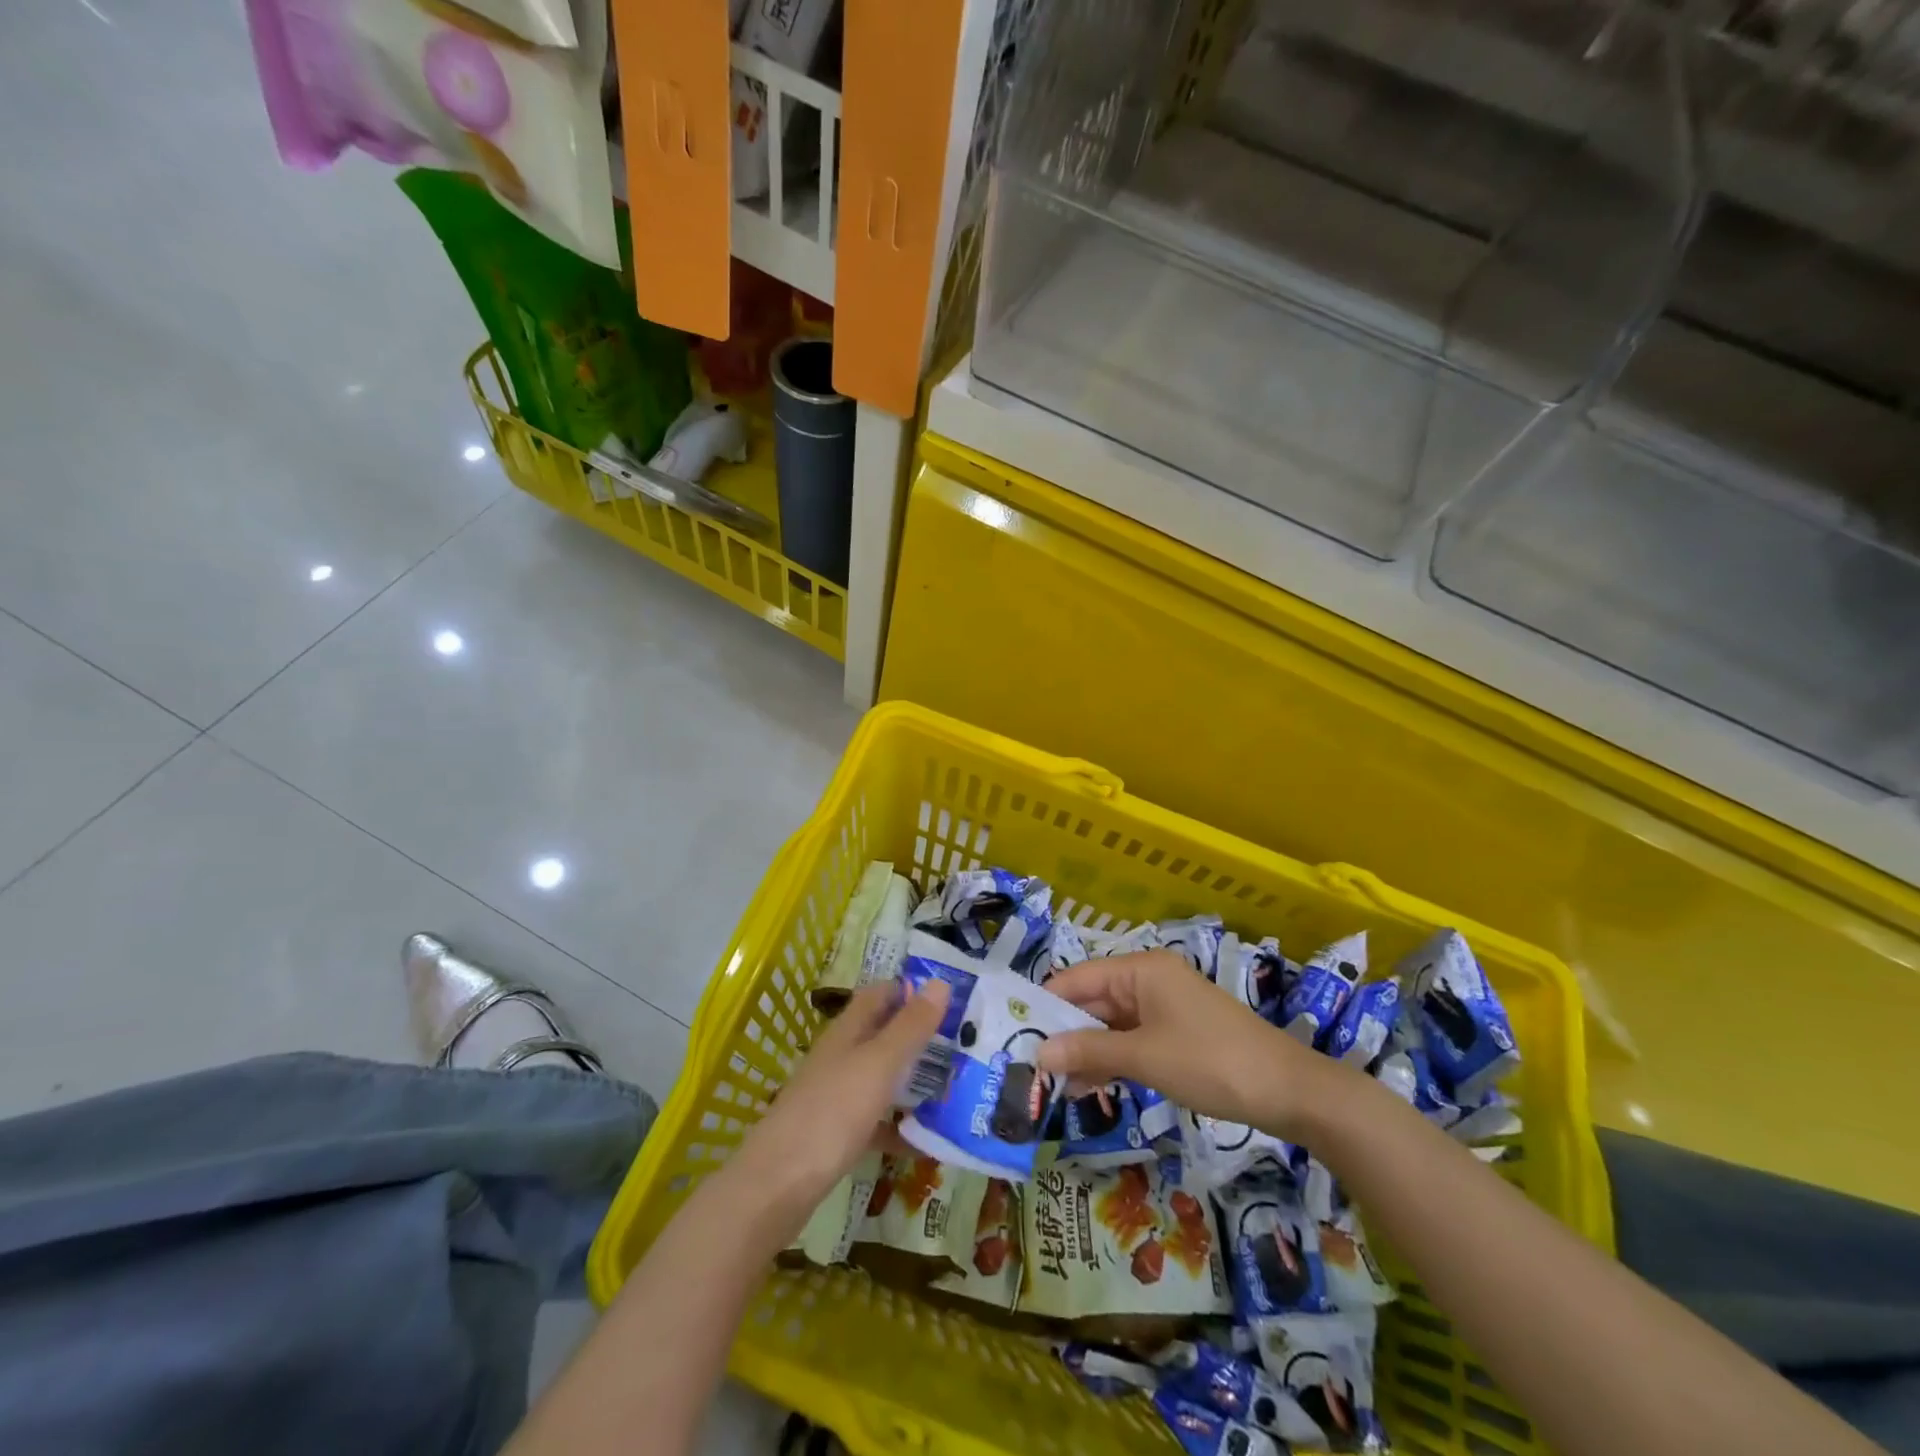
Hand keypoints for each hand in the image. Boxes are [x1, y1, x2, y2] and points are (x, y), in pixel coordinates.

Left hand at [736, 978, 950, 1216]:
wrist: (778, 1186)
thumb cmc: (831, 1113)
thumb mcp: (878, 1064)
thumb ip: (910, 1026)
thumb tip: (941, 982)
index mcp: (848, 1031)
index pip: (881, 994)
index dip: (912, 989)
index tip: (953, 996)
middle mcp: (841, 1056)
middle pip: (883, 1035)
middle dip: (921, 1036)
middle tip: (965, 1042)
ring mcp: (836, 1096)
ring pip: (882, 1077)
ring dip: (914, 1080)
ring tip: (956, 1086)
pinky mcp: (836, 1134)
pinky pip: (876, 1122)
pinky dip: (899, 1127)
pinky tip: (926, 1143)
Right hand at [1036, 949, 1345, 1142]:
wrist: (1288, 1090)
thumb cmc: (1210, 1061)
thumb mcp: (1144, 1057)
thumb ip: (1089, 1052)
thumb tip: (1038, 1054)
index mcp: (1140, 969)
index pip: (1077, 978)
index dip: (1046, 1005)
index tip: (1016, 1035)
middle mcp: (1149, 979)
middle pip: (1093, 1000)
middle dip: (1065, 1033)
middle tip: (1031, 1068)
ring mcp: (1164, 1006)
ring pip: (1111, 1023)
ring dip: (1087, 1051)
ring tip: (1056, 1086)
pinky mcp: (1176, 1032)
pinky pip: (1132, 1038)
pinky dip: (1112, 1058)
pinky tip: (1092, 1087)